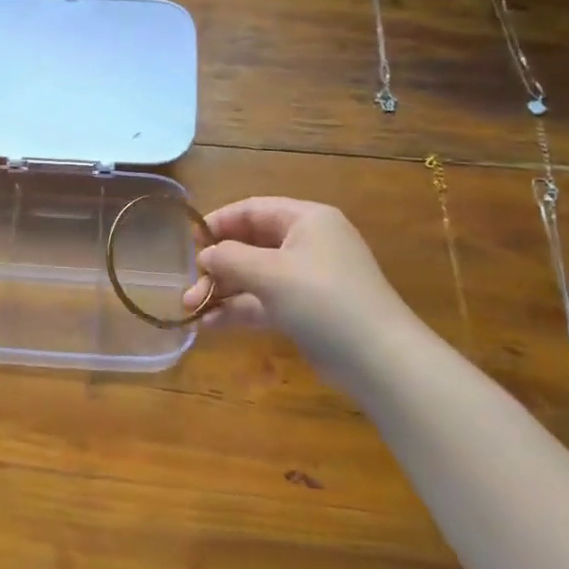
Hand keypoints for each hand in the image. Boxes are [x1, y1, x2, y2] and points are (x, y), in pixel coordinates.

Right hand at [180, 196, 415, 377]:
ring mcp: (306, 278)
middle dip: (217, 265)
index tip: (189, 242)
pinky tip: (210, 325)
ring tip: (190, 308)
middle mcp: (307, 243)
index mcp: (307, 220)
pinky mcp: (305, 310)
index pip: (253, 210)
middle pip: (250, 244)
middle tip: (189, 285)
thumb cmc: (323, 300)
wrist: (379, 359)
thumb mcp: (271, 273)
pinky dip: (238, 310)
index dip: (218, 222)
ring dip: (222, 290)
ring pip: (254, 276)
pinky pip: (263, 301)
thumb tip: (205, 255)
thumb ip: (230, 258)